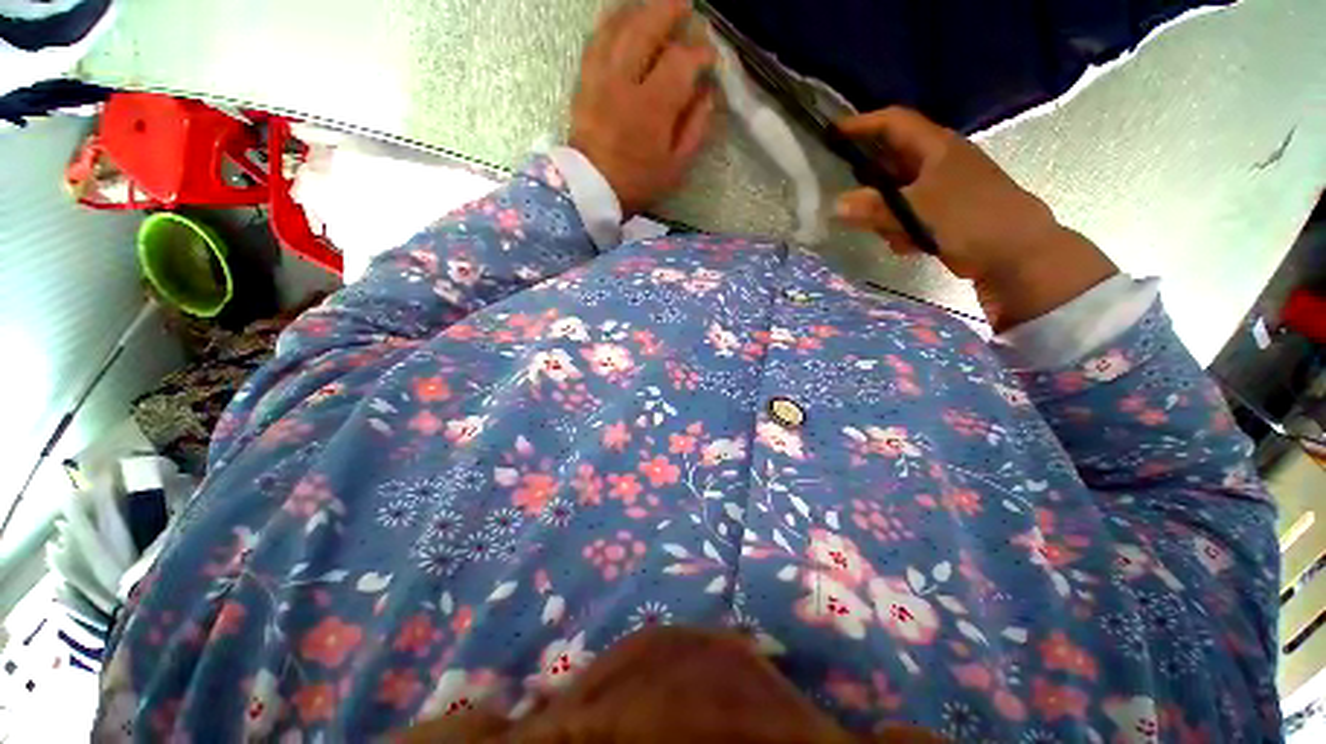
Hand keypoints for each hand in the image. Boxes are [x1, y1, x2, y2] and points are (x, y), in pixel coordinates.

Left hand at [570, 0, 716, 215]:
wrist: (592, 189)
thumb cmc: (638, 182)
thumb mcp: (676, 166)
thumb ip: (696, 128)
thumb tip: (708, 94)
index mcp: (652, 107)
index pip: (680, 62)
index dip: (699, 54)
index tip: (709, 58)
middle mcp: (624, 81)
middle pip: (646, 28)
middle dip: (670, 9)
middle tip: (686, 3)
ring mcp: (600, 77)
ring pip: (618, 25)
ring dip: (639, 8)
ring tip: (656, 4)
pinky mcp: (584, 79)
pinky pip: (597, 38)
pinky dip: (612, 22)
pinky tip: (622, 16)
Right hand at [834, 107, 1117, 330]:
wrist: (1016, 253)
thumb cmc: (969, 218)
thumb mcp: (917, 210)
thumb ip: (875, 207)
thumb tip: (836, 205)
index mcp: (936, 147)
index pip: (894, 123)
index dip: (862, 124)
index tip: (832, 132)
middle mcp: (938, 161)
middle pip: (891, 160)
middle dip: (869, 180)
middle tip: (846, 196)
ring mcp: (942, 188)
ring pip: (897, 193)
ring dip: (886, 213)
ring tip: (887, 233)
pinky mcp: (945, 212)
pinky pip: (909, 215)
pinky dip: (902, 229)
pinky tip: (907, 246)